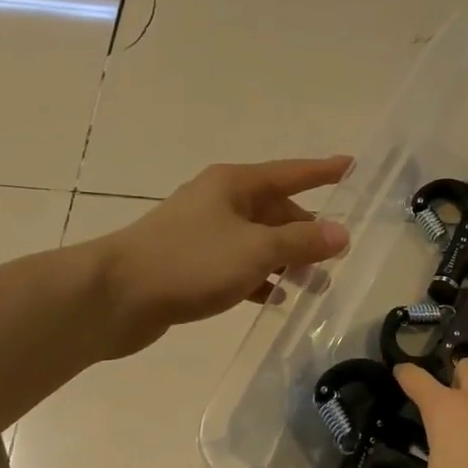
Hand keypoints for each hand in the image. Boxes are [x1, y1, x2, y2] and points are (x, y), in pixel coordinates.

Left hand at [95, 157, 351, 357]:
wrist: (114, 297)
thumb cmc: (190, 262)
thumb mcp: (255, 250)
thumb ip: (301, 242)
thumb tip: (341, 234)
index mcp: (235, 184)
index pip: (292, 172)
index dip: (324, 171)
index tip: (353, 167)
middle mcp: (220, 201)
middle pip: (276, 210)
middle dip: (307, 233)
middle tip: (336, 258)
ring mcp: (203, 232)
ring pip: (258, 241)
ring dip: (286, 260)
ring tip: (313, 286)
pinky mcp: (191, 263)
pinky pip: (237, 265)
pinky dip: (258, 278)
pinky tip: (273, 299)